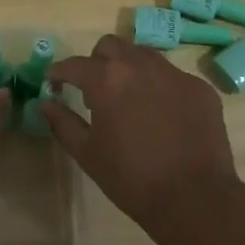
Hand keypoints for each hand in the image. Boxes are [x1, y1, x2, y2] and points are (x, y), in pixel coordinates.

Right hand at [42, 34, 244, 244]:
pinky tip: (162, 115)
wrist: (194, 198)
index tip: (54, 83)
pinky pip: (172, 76)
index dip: (59, 72)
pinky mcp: (199, 87)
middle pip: (110, 46)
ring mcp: (174, 73)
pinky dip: (160, 87)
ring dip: (129, 68)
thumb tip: (45, 103)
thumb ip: (62, 122)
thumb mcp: (87, 153)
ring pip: (143, 55)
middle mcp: (140, 65)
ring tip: (129, 98)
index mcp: (108, 79)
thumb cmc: (131, 178)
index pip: (75, 64)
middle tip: (94, 89)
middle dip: (96, 62)